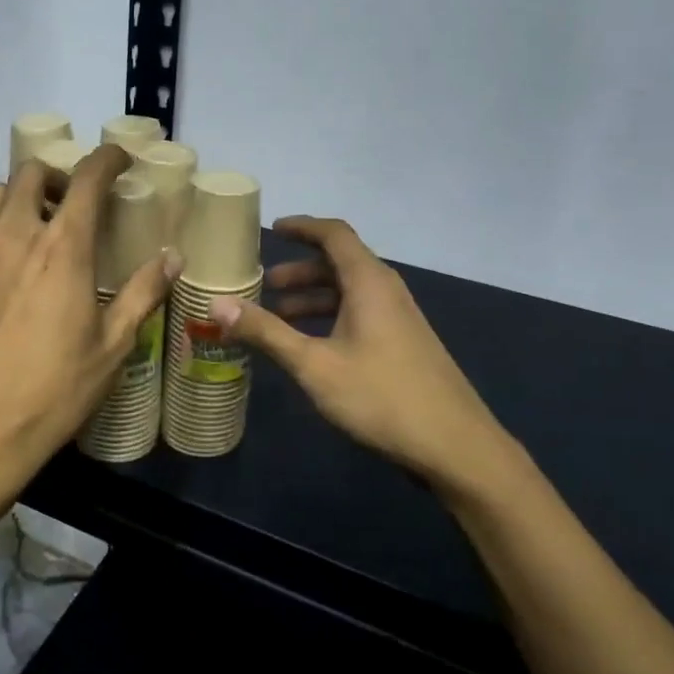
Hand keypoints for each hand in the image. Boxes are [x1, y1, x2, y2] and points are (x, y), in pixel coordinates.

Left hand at [0, 144, 178, 504]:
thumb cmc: (52, 389)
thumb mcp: (112, 346)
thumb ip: (142, 294)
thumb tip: (172, 258)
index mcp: (61, 248)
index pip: (86, 178)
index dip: (107, 159)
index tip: (121, 161)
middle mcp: (14, 236)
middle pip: (30, 173)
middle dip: (58, 175)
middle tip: (76, 203)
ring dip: (22, 197)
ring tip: (41, 229)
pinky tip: (12, 270)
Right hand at [209, 216, 523, 505]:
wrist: (456, 447)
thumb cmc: (381, 396)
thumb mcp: (314, 365)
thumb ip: (266, 332)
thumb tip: (217, 304)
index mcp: (369, 282)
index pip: (334, 234)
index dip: (302, 227)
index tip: (272, 229)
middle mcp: (387, 291)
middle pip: (340, 263)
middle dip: (300, 270)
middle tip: (264, 285)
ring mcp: (400, 319)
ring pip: (350, 292)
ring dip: (313, 298)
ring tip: (278, 317)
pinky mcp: (404, 345)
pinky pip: (360, 314)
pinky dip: (330, 318)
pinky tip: (311, 347)